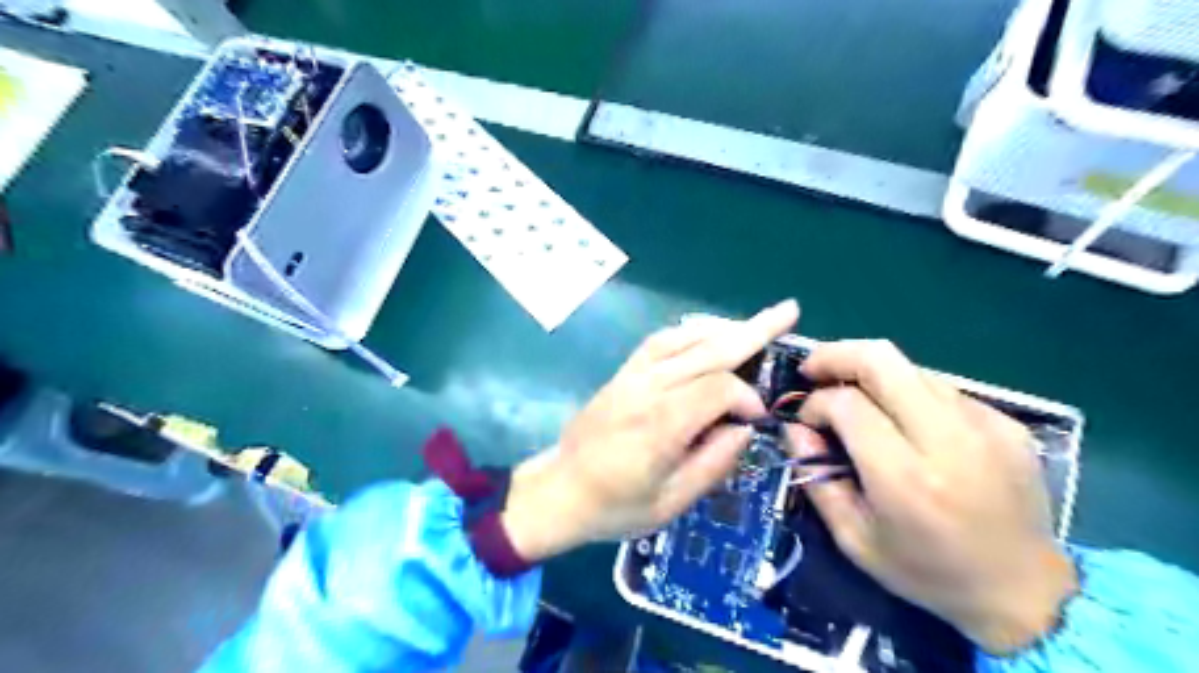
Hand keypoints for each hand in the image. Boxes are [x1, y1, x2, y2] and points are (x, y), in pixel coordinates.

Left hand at [502, 301, 798, 562]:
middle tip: (788, 311)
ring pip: (685, 338)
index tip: (756, 420)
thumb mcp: (672, 502)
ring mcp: (633, 375)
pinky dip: (690, 331)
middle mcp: (649, 388)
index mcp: (662, 424)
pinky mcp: (623, 372)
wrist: (560, 491)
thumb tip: (745, 429)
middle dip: (753, 331)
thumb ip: (714, 463)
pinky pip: (660, 341)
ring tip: (755, 324)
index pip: (719, 388)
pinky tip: (709, 334)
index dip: (747, 397)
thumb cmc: (616, 506)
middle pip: (708, 350)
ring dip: (724, 327)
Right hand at [789, 338, 1076, 653]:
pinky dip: (908, 394)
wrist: (1027, 592)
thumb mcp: (854, 539)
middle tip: (814, 369)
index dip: (816, 403)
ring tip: (855, 397)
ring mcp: (984, 424)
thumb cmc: (929, 573)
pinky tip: (905, 423)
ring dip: (871, 374)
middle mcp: (948, 439)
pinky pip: (941, 388)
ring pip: (910, 367)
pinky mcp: (1005, 422)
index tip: (807, 421)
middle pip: (881, 360)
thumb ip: (816, 478)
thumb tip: (795, 428)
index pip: (847, 404)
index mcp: (906, 477)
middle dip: (835, 355)